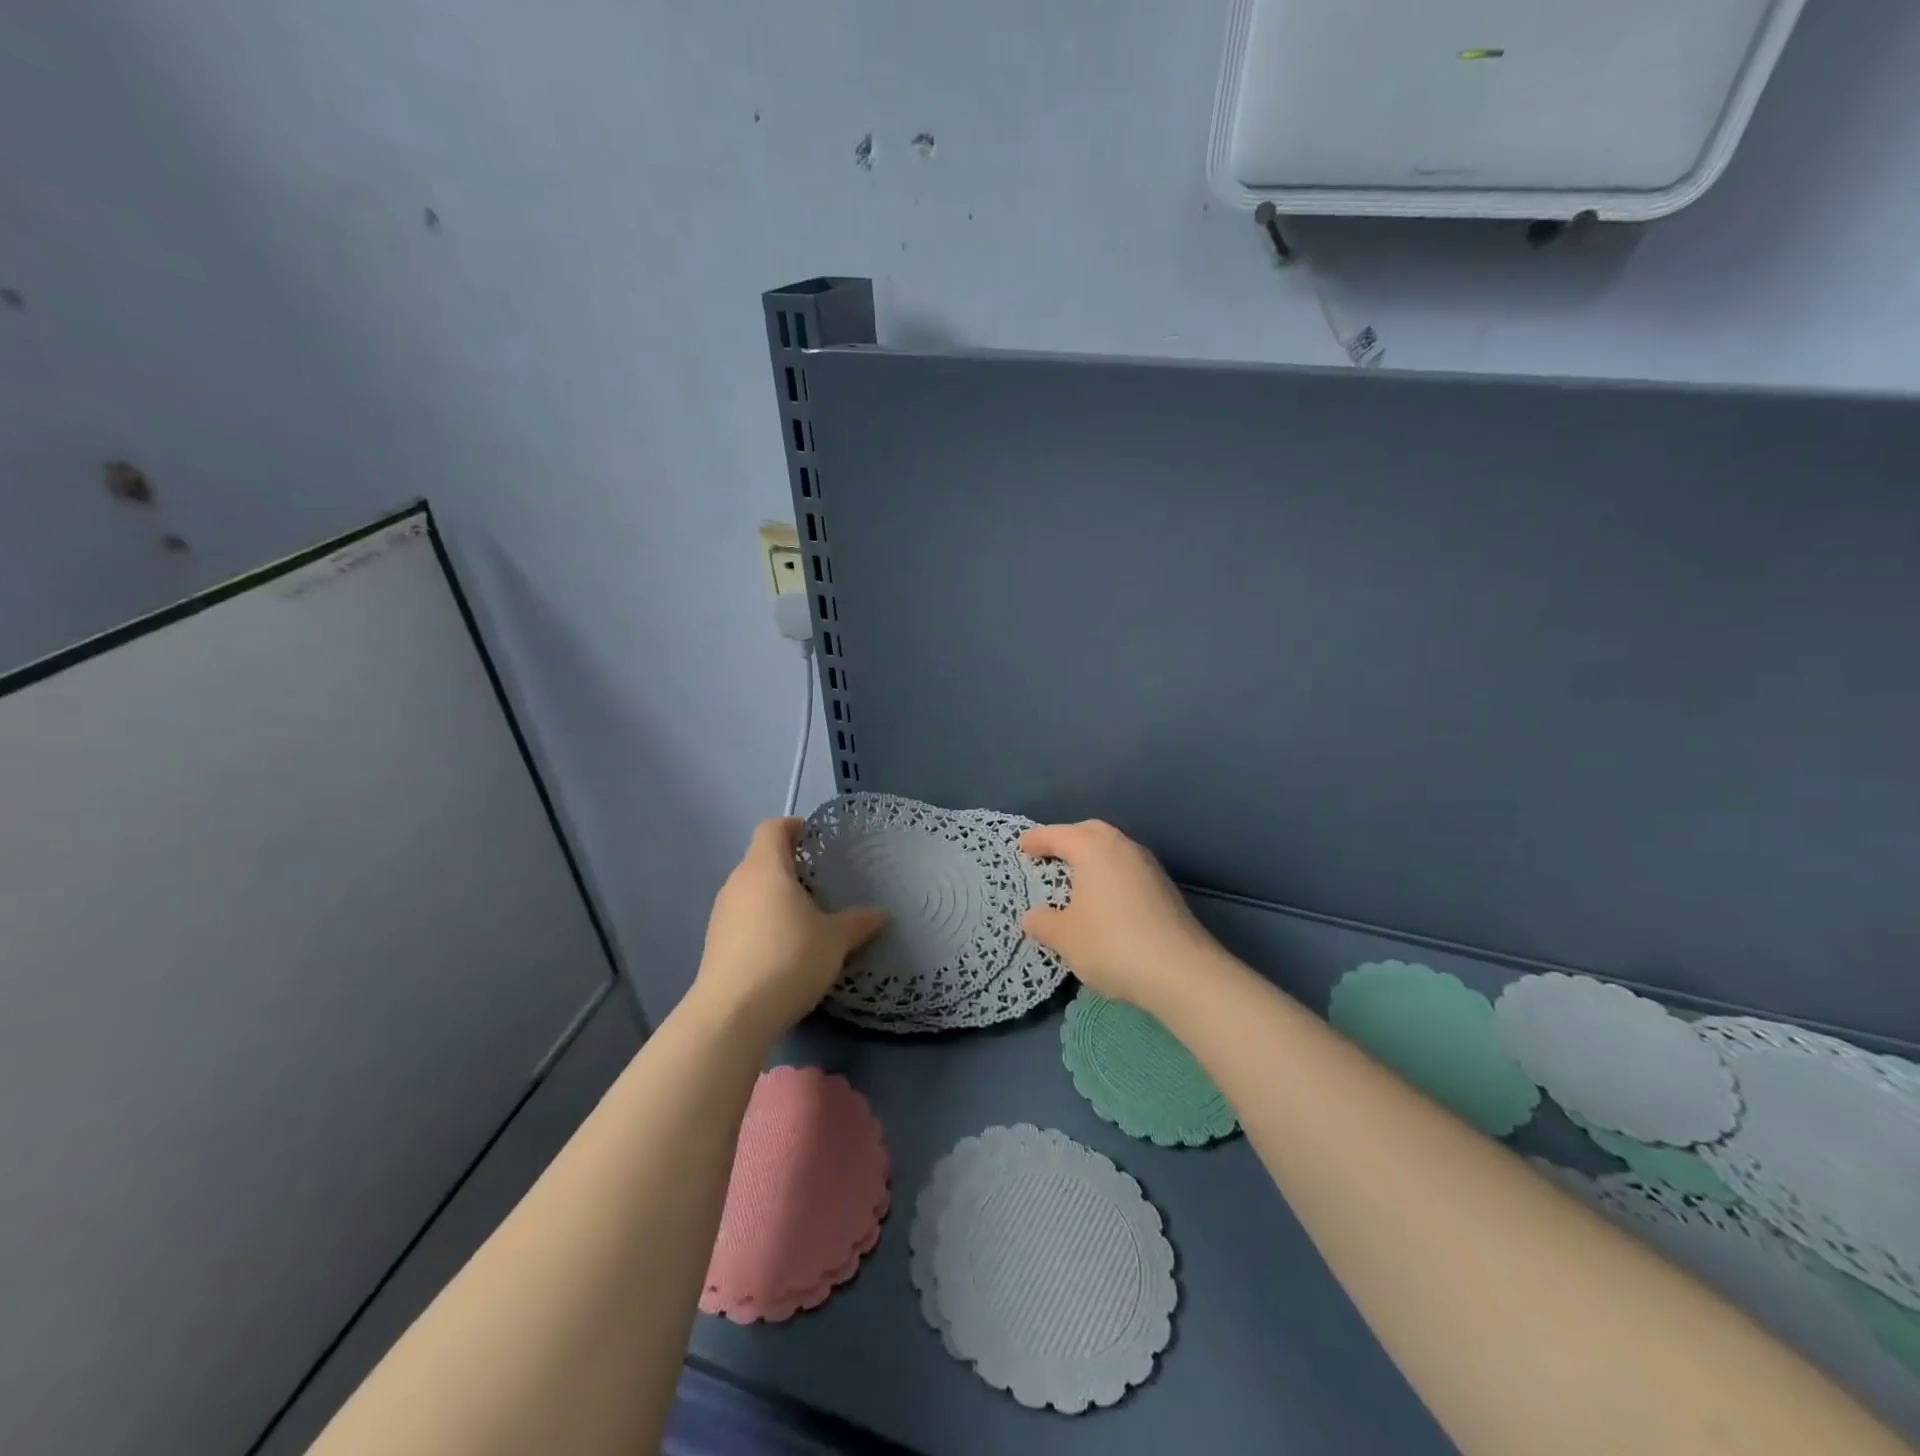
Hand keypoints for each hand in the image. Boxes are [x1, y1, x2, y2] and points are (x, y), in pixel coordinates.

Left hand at [691, 817, 884, 1043]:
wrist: (732, 1015)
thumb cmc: (788, 958)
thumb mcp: (835, 940)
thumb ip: (858, 922)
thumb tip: (880, 913)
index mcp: (765, 868)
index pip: (773, 828)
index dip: (794, 827)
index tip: (816, 839)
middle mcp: (737, 883)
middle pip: (762, 859)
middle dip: (790, 866)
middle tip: (822, 882)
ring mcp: (721, 914)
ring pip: (752, 891)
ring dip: (776, 896)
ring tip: (806, 918)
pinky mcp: (715, 944)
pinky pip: (743, 919)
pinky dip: (763, 922)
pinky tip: (784, 948)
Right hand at [1019, 820, 1224, 1015]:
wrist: (1180, 972)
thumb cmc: (1112, 945)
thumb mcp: (1065, 937)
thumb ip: (1043, 922)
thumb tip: (1032, 916)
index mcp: (1094, 849)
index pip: (1058, 835)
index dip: (1037, 840)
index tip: (1022, 847)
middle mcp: (1123, 847)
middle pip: (1090, 832)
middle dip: (1068, 839)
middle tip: (1049, 854)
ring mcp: (1148, 866)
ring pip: (1113, 848)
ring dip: (1092, 856)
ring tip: (1075, 876)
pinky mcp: (1164, 887)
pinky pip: (1127, 867)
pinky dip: (1109, 872)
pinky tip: (1104, 897)